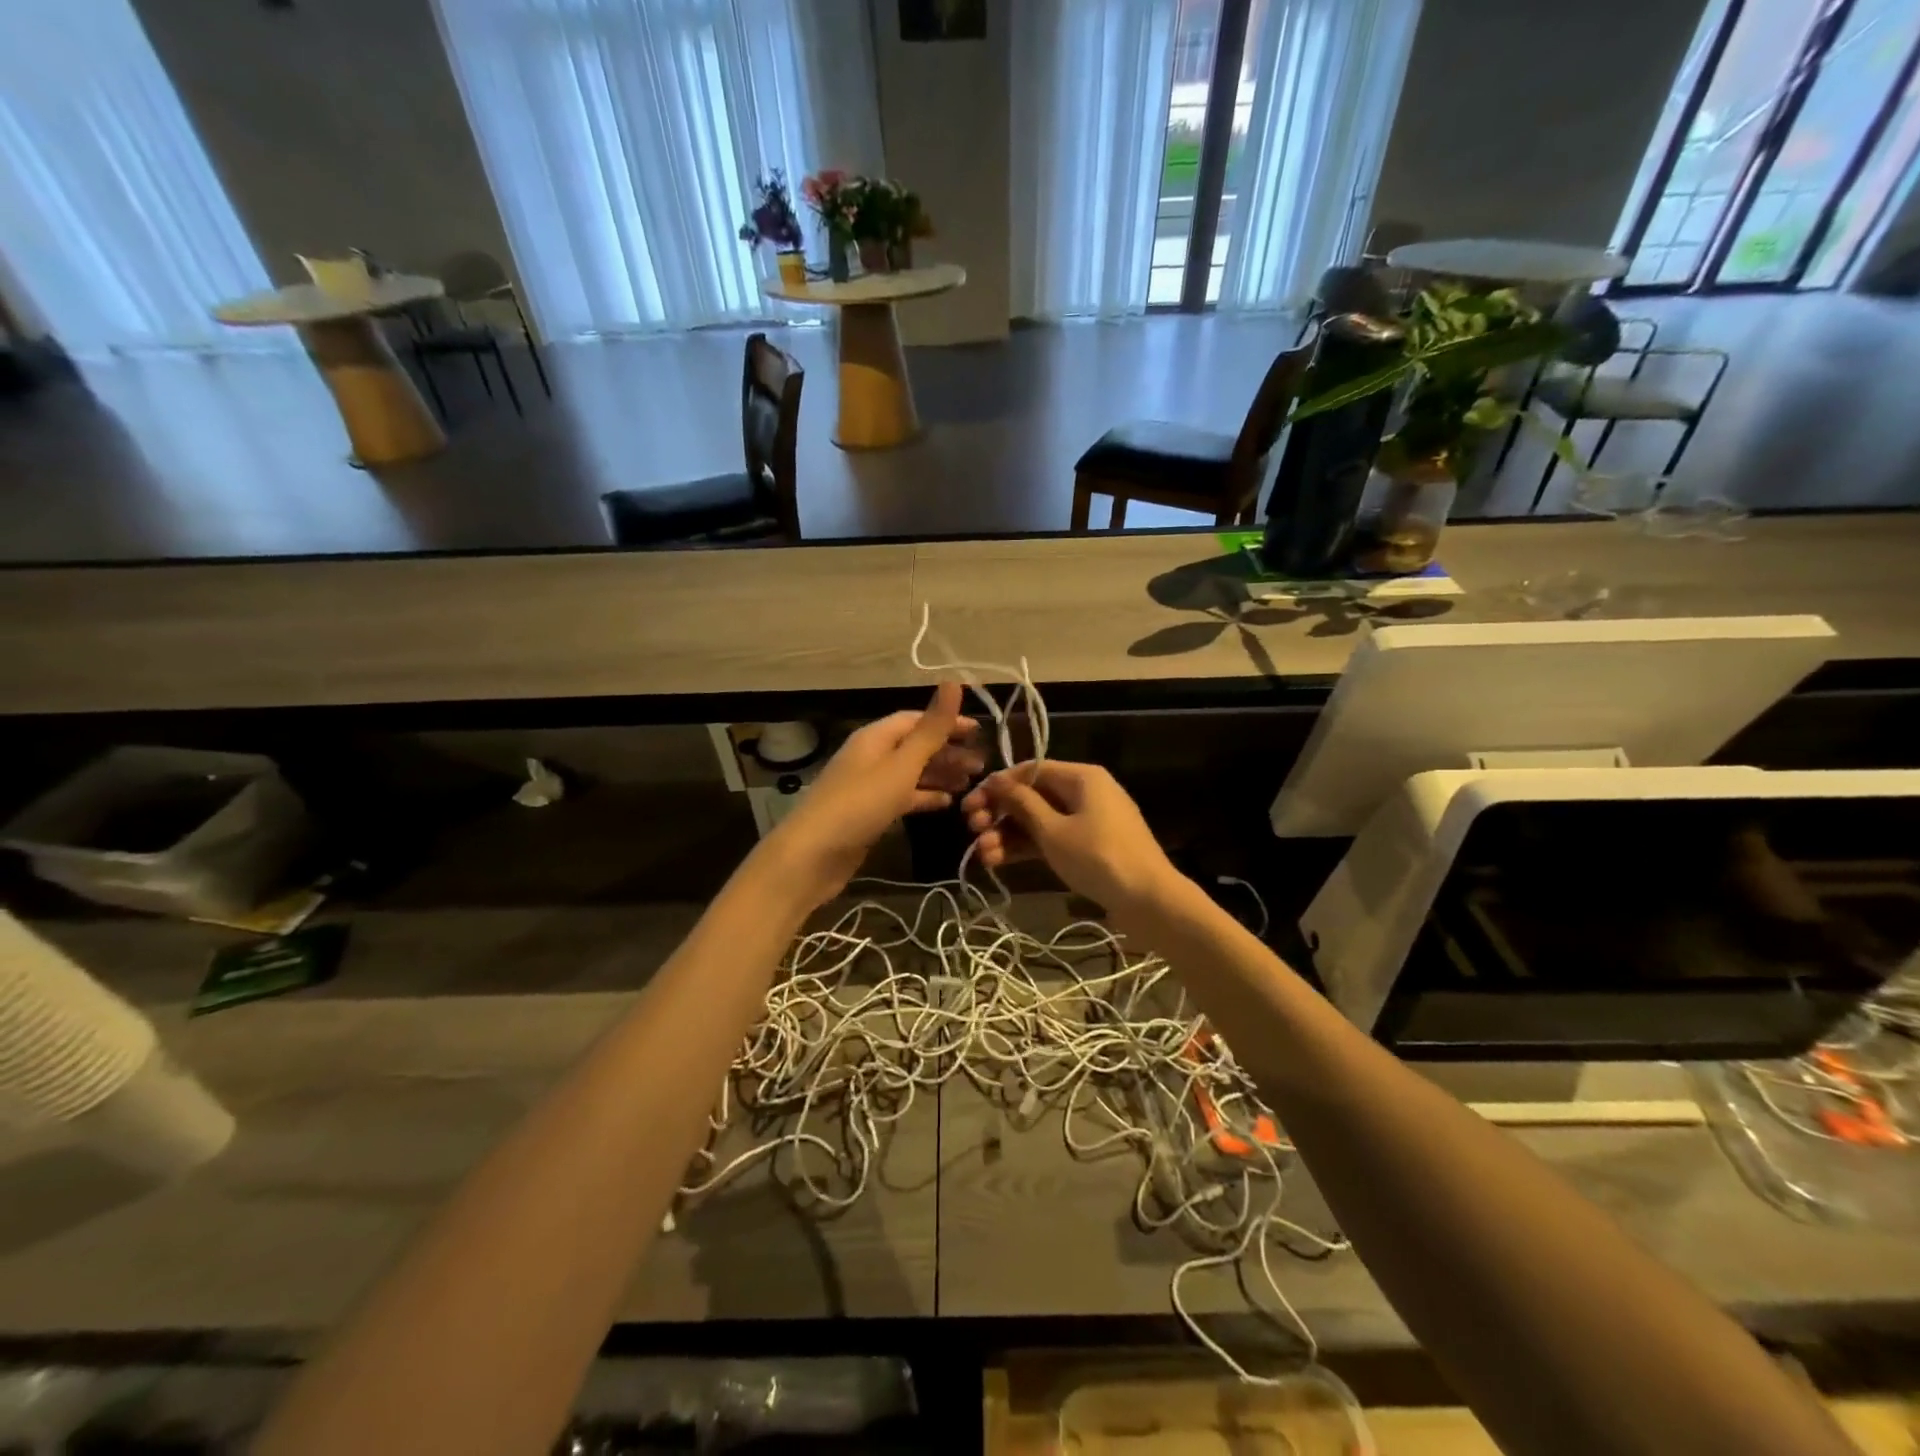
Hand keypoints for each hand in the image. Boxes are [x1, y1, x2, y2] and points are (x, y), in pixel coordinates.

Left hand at [769, 682, 982, 901]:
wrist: (813, 855)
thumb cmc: (860, 804)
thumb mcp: (901, 765)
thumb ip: (931, 729)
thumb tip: (953, 681)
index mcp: (875, 737)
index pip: (916, 719)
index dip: (947, 722)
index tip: (979, 734)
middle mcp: (871, 756)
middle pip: (914, 746)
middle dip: (948, 752)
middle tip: (982, 766)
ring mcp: (869, 786)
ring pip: (911, 772)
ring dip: (940, 775)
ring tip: (971, 785)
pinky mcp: (869, 813)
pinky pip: (903, 797)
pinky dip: (925, 797)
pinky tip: (947, 804)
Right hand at [962, 760, 1182, 917]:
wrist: (1149, 901)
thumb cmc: (1098, 857)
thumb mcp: (1053, 830)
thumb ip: (1022, 804)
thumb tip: (998, 781)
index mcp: (1081, 776)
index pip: (1030, 770)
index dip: (997, 785)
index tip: (970, 805)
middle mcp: (1085, 792)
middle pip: (1033, 795)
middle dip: (1000, 813)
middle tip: (971, 829)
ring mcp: (1088, 820)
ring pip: (1039, 820)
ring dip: (1009, 834)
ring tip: (982, 854)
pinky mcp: (1089, 846)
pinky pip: (1052, 838)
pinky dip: (1027, 848)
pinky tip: (999, 862)